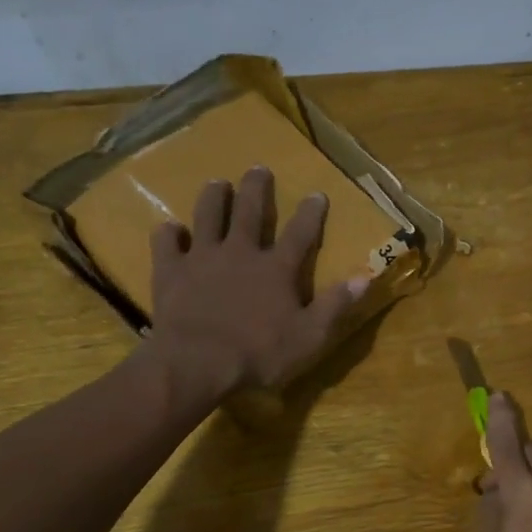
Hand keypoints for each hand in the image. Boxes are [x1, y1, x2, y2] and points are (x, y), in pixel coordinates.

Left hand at [147, 168, 369, 396]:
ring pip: (208, 216)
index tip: (316, 193)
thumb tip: (365, 278)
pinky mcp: (171, 270)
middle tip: (258, 168)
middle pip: (251, 212)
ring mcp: (202, 257)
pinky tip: (169, 228)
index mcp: (276, 269)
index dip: (310, 213)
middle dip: (256, 188)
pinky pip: (166, 243)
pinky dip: (168, 234)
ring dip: (214, 197)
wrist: (198, 362)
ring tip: (217, 183)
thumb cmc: (258, 354)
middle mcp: (240, 252)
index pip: (300, 233)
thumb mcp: (309, 337)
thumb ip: (335, 305)